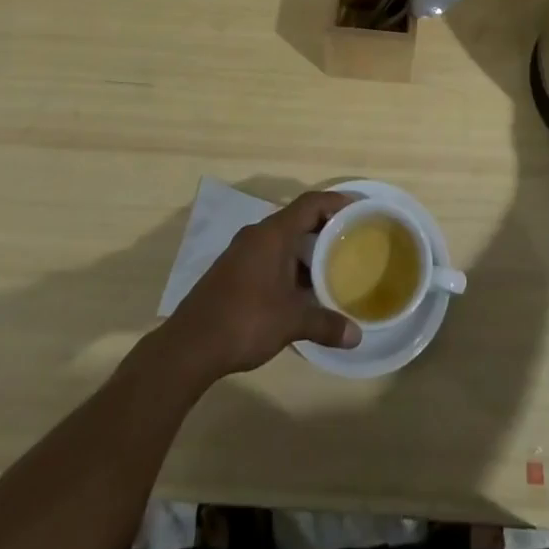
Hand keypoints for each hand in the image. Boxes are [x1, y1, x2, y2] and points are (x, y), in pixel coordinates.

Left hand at [161, 190, 360, 381]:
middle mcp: (257, 234)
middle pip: (297, 218)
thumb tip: (357, 336)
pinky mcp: (232, 271)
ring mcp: (242, 252)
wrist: (189, 346)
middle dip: (324, 227)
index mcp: (273, 234)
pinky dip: (289, 263)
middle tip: (351, 239)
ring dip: (306, 249)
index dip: (336, 202)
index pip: (311, 203)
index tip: (359, 208)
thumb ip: (325, 324)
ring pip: (282, 240)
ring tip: (331, 265)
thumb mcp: (291, 322)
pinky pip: (269, 255)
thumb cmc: (245, 320)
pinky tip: (300, 289)